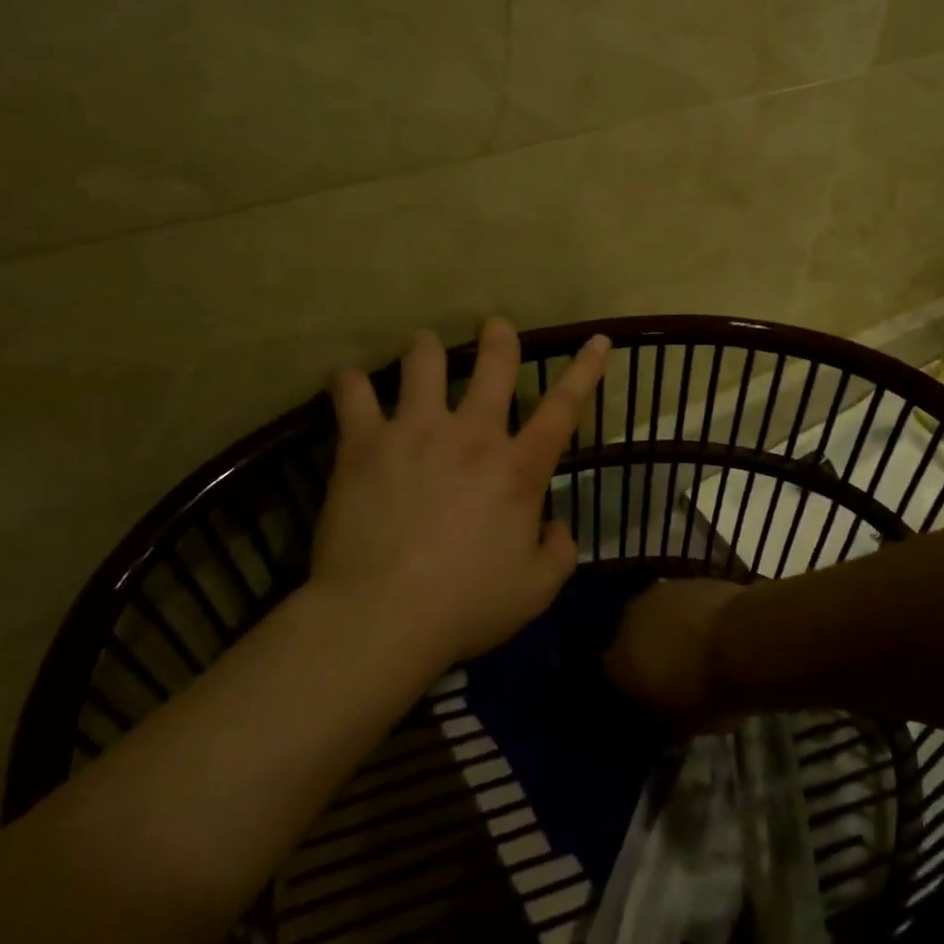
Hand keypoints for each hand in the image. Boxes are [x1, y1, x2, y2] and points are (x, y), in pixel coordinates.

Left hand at [309, 319, 611, 666]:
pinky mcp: (365, 442)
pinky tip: (347, 381)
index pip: (564, 407)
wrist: (382, 616)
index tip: (597, 339)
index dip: (585, 370)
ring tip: (422, 347)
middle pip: (495, 364)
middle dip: (499, 338)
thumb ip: (559, 553)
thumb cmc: (466, 606)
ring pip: (424, 361)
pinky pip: (352, 394)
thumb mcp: (535, 591)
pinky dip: (349, 384)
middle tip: (494, 327)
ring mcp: (416, 431)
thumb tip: (558, 526)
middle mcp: (473, 435)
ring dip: (427, 349)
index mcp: (519, 468)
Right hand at [602, 577, 746, 731]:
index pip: (612, 673)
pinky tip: (709, 625)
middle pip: (630, 637)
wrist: (744, 640)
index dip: (630, 683)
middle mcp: (628, 621)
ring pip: (654, 614)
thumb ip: (662, 712)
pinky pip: (680, 600)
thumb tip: (660, 707)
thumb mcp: (682, 723)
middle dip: (645, 649)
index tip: (647, 692)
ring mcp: (656, 594)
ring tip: (692, 644)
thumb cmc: (709, 691)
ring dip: (667, 626)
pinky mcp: (685, 578)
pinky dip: (689, 611)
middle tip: (670, 667)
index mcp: (619, 661)